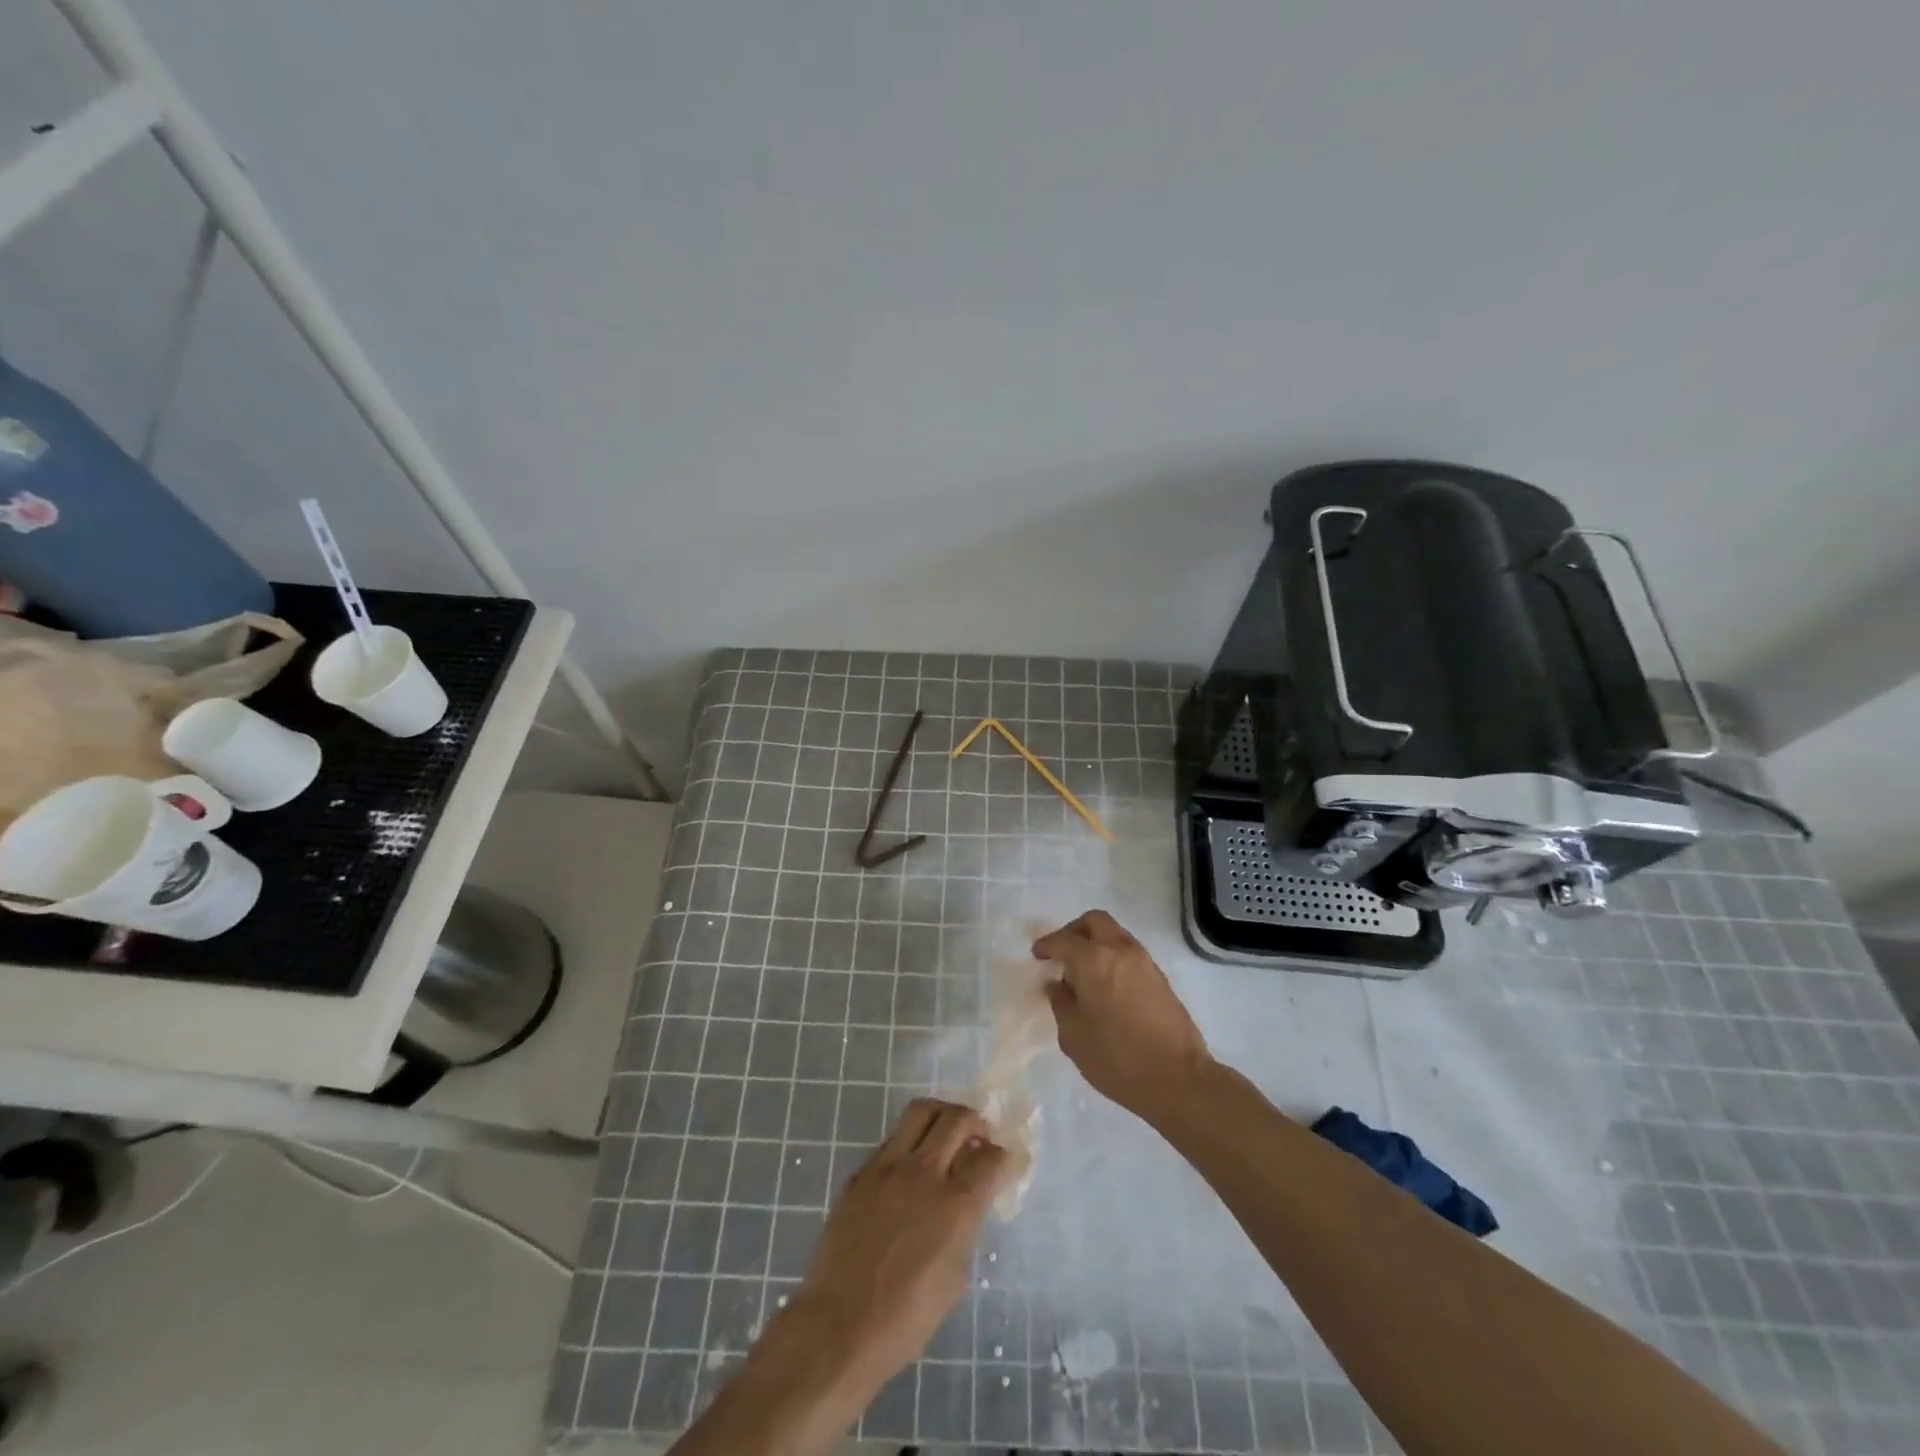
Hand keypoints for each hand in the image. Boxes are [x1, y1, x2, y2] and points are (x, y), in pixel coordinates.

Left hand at [789, 1099, 1010, 1393]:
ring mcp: (889, 1167)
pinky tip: (911, 1166)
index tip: (1005, 1162)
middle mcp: (925, 1174)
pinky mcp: (862, 1172)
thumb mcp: (955, 1278)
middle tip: (978, 1137)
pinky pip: (893, 1139)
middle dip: (976, 1122)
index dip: (1004, 1157)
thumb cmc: (906, 1318)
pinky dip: (911, 1142)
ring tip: (946, 1133)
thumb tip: (968, 1204)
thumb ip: (966, 1228)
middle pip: (958, 1119)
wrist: (840, 1325)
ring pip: (922, 1112)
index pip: (991, 1158)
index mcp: (956, 1205)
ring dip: (942, 1115)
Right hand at [1032, 909, 1214, 1122]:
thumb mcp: (1074, 1036)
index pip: (1064, 940)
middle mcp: (1120, 951)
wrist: (1178, 1079)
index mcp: (1093, 961)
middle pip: (1094, 921)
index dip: (1047, 945)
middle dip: (1074, 931)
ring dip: (1096, 944)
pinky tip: (1106, 987)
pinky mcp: (1160, 977)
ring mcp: (1144, 962)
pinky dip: (1113, 958)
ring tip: (1083, 974)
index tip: (1038, 956)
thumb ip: (1061, 1004)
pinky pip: (1129, 953)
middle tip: (1062, 953)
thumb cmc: (1117, 1059)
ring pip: (1115, 935)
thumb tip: (1056, 985)